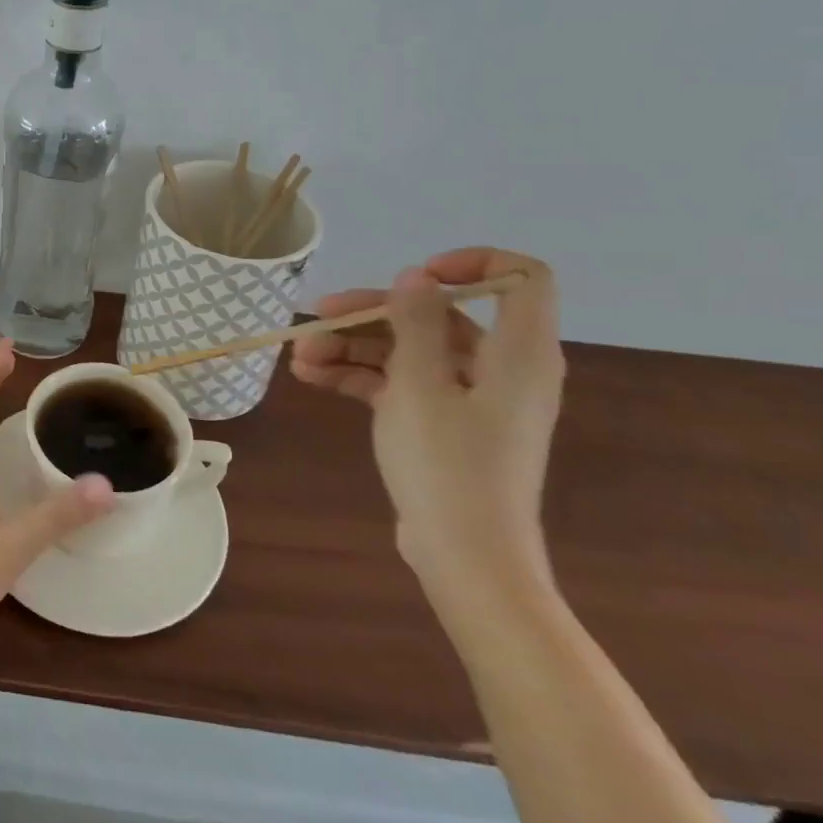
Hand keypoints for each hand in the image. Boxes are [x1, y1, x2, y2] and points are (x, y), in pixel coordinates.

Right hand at [291, 248, 563, 591]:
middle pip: (437, 316)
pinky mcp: (444, 426)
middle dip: (371, 314)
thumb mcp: (421, 385)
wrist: (465, 559)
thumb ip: (417, 322)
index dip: (473, 263)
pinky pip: (402, 384)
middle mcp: (499, 368)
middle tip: (316, 316)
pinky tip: (312, 378)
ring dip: (353, 348)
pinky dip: (361, 377)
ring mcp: (469, 399)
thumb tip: (416, 277)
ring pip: (410, 350)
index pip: (522, 279)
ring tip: (299, 357)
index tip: (415, 275)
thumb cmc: (448, 465)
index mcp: (517, 352)